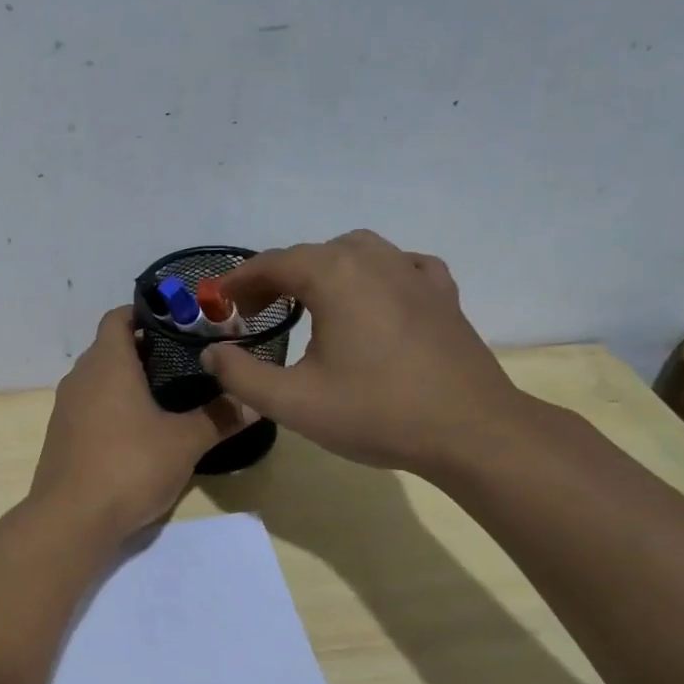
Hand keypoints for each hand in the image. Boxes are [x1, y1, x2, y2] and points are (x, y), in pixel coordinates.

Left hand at [30, 307, 256, 540]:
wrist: (71, 519)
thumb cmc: (129, 466)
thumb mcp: (184, 443)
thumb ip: (219, 418)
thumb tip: (253, 402)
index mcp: (107, 363)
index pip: (118, 317)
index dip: (145, 313)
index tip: (177, 323)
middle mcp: (80, 376)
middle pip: (110, 347)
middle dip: (144, 349)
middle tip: (185, 361)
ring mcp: (65, 407)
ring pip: (98, 378)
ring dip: (127, 380)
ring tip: (168, 394)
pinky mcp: (61, 435)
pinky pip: (89, 405)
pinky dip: (112, 406)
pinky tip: (138, 430)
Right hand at [201, 231, 524, 477]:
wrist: (471, 431)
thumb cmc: (376, 412)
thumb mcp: (292, 402)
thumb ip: (240, 375)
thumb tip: (212, 353)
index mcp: (334, 276)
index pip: (271, 263)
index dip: (238, 282)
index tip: (217, 304)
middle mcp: (372, 259)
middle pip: (310, 254)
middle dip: (274, 278)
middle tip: (254, 313)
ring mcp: (413, 272)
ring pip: (354, 252)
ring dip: (321, 270)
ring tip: (307, 302)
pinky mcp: (442, 293)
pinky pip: (398, 265)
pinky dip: (372, 274)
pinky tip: (371, 298)